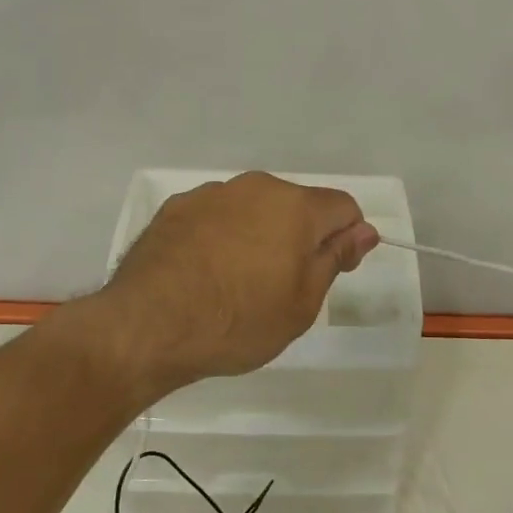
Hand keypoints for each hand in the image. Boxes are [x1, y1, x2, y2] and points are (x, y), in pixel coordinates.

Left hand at [95, 172, 379, 396]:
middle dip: (299, 236)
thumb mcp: (302, 303)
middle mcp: (255, 187)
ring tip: (235, 283)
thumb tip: (365, 230)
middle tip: (280, 286)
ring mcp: (212, 194)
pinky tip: (203, 273)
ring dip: (257, 234)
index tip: (330, 271)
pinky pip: (216, 216)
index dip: (346, 238)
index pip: (343, 207)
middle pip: (296, 205)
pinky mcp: (176, 207)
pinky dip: (220, 237)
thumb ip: (335, 258)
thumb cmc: (238, 321)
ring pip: (253, 208)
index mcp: (295, 206)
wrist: (147, 326)